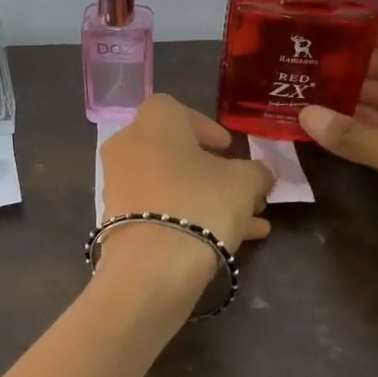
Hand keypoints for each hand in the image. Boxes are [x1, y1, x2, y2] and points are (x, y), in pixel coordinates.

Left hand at [98, 95, 273, 252]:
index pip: (178, 111)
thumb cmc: (200, 203)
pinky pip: (158, 211)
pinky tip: (229, 242)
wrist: (152, 265)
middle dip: (213, 173)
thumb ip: (257, 172)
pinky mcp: (117, 221)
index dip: (206, 128)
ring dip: (207, 200)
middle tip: (244, 190)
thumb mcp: (245, 182)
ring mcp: (118, 185)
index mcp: (153, 122)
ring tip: (250, 223)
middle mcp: (127, 147)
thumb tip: (260, 174)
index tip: (228, 149)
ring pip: (171, 186)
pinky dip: (187, 219)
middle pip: (176, 154)